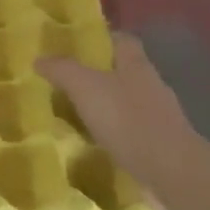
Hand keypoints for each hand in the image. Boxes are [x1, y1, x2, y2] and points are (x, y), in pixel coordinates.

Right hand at [37, 33, 206, 195]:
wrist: (171, 171)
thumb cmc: (127, 119)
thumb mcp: (86, 88)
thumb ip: (62, 70)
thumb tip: (39, 58)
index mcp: (136, 64)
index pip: (122, 40)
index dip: (102, 38)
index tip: (77, 45)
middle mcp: (151, 85)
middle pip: (124, 71)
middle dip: (99, 75)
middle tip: (67, 82)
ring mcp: (159, 117)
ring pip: (127, 103)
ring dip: (106, 107)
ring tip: (76, 115)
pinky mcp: (160, 145)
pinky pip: (131, 132)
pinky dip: (114, 135)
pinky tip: (95, 144)